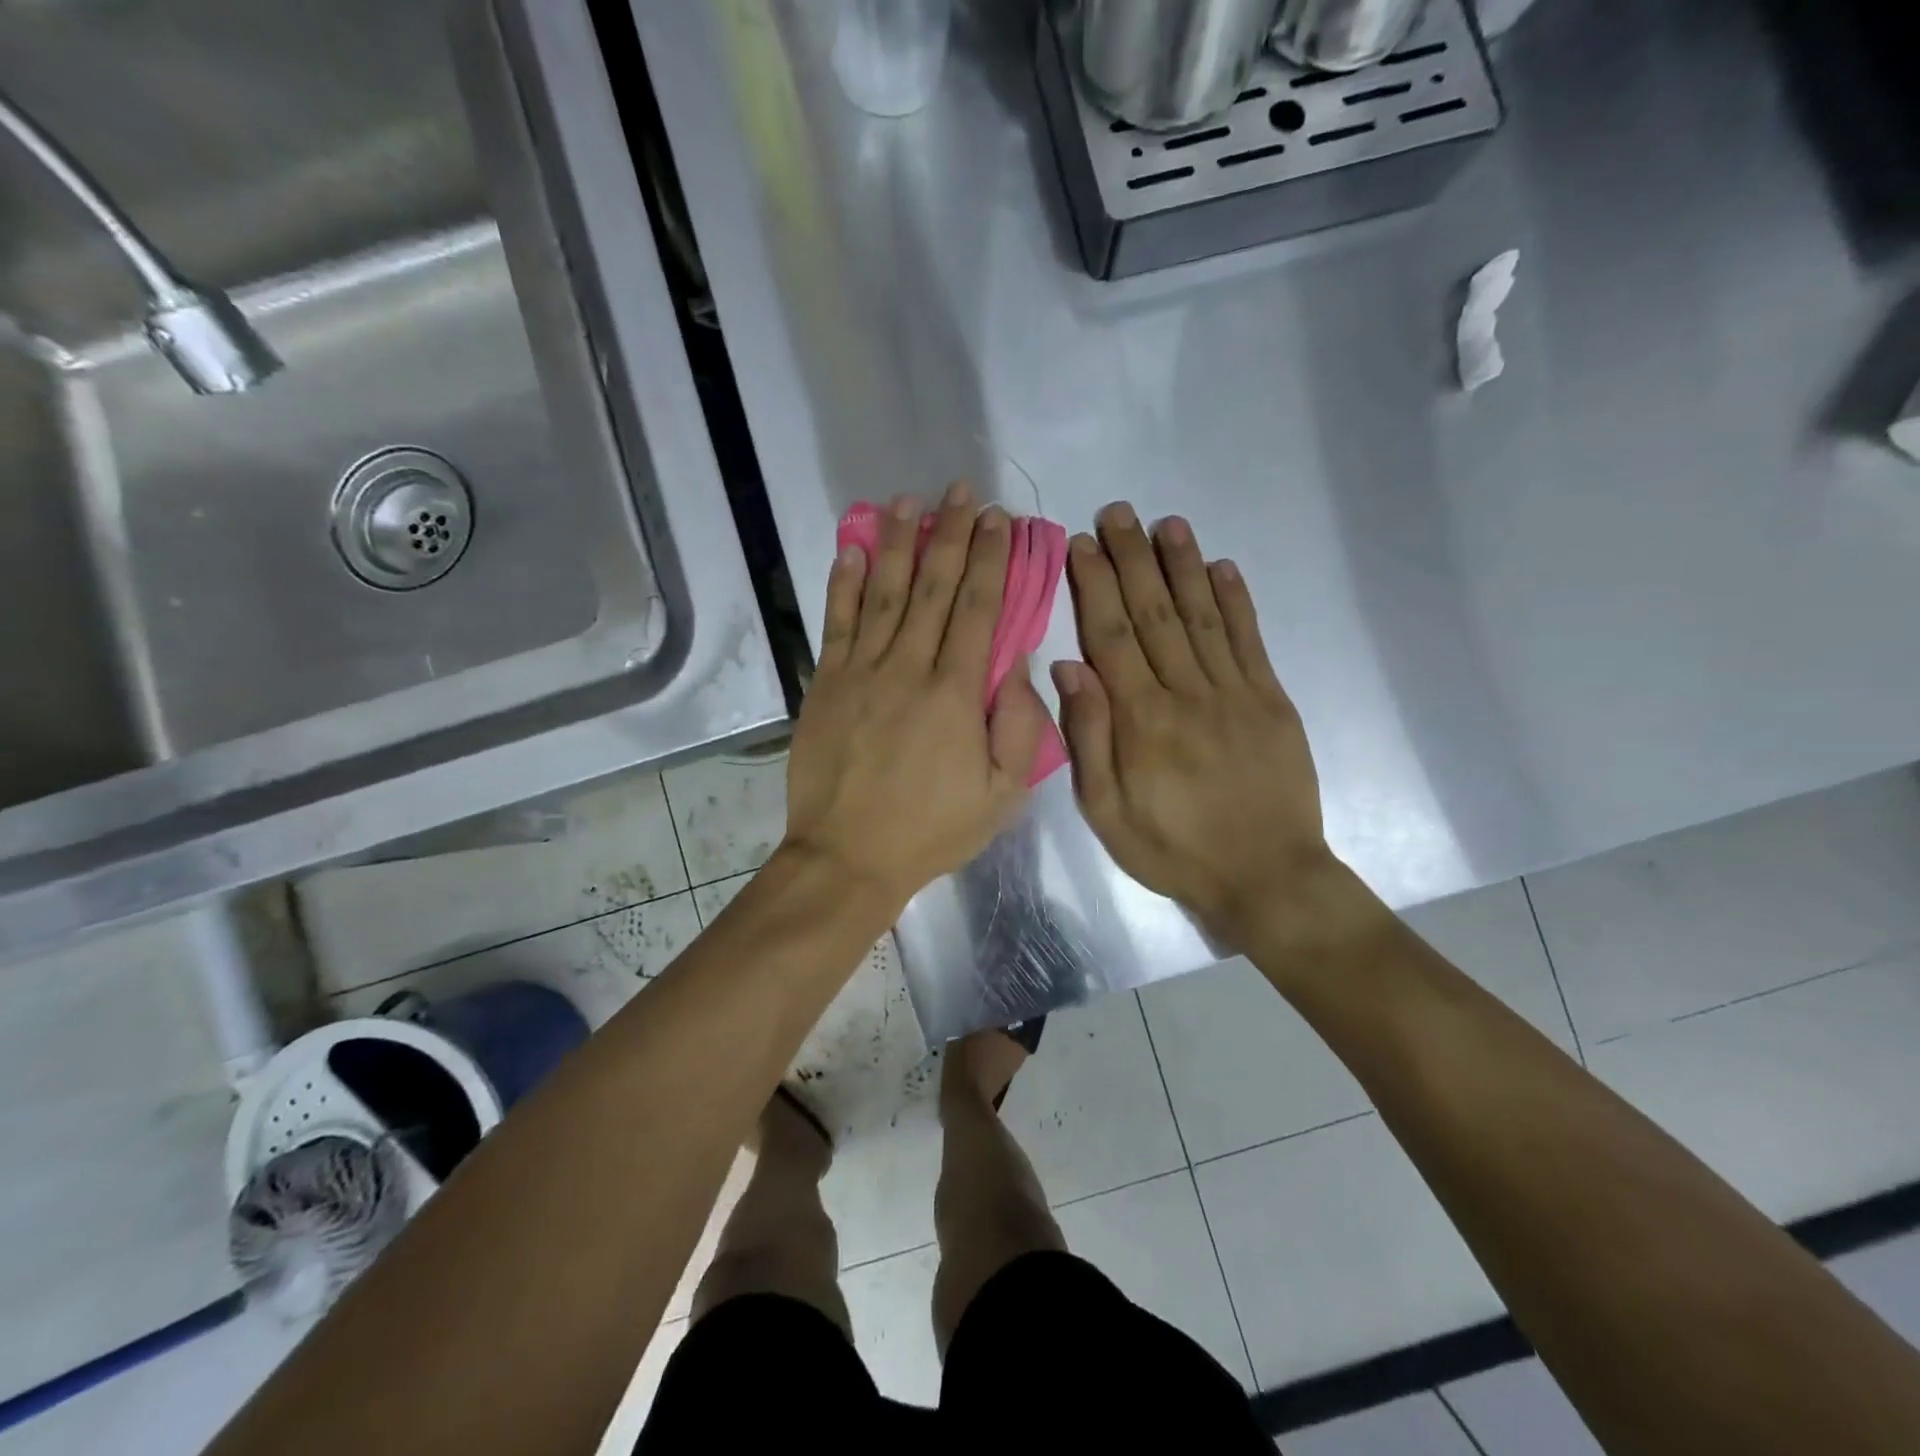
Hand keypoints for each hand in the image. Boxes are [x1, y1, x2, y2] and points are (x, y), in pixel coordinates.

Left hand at [783, 482, 1046, 909]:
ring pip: (885, 593)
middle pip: (934, 588)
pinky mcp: (826, 684)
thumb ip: (1019, 727)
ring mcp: (861, 672)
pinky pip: (838, 623)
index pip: (979, 610)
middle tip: (961, 492)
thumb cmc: (931, 830)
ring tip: (907, 501)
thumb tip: (1018, 663)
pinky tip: (852, 549)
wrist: (847, 857)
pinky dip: (844, 583)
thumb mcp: (1001, 796)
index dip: (991, 560)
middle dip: (951, 535)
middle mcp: (909, 668)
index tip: (999, 520)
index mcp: (956, 694)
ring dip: (898, 543)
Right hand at [1053, 502, 1336, 948]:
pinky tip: (1223, 567)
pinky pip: (1250, 640)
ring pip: (1202, 616)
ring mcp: (1235, 692)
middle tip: (1117, 512)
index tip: (1081, 544)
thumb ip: (1088, 738)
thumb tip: (1068, 668)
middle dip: (1133, 559)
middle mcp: (1187, 693)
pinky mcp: (1272, 700)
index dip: (1095, 586)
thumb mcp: (1107, 812)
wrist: (1267, 876)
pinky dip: (1236, 600)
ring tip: (1166, 523)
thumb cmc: (1174, 850)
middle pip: (1154, 613)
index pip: (1112, 637)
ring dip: (1183, 565)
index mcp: (1142, 721)